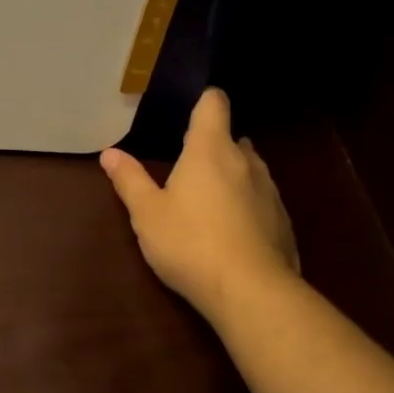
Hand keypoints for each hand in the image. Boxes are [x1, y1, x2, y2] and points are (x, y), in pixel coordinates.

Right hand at [100, 87, 298, 322]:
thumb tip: (109, 153)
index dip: (202, 100)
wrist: (251, 292)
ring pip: (250, 170)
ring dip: (231, 176)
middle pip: (233, 138)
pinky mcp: (283, 223)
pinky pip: (262, 201)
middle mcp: (246, 162)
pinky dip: (246, 206)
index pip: (213, 104)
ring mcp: (270, 192)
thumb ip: (129, 180)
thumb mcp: (147, 213)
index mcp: (210, 150)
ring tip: (207, 200)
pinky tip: (230, 232)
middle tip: (186, 166)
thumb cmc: (190, 243)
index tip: (187, 109)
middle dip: (212, 146)